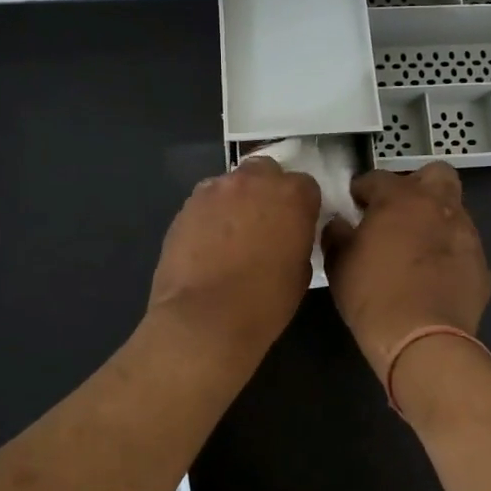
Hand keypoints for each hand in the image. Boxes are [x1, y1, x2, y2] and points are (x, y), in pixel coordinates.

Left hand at [147, 158, 321, 361]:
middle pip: (265, 172)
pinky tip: (208, 245)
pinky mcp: (185, 206)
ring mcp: (215, 190)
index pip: (305, 186)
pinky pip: (205, 202)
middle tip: (265, 224)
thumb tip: (288, 236)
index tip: (297, 227)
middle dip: (267, 192)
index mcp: (292, 195)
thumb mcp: (300, 272)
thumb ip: (298, 240)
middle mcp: (253, 181)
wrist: (204, 318)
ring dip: (236, 201)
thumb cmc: (264, 302)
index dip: (302, 207)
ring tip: (232, 236)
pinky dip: (211, 216)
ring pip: (231, 184)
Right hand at [322, 163, 490, 383]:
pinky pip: (463, 246)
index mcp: (401, 198)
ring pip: (454, 210)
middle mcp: (439, 206)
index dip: (363, 189)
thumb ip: (337, 234)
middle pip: (436, 174)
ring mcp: (466, 234)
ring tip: (416, 247)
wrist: (422, 339)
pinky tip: (434, 275)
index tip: (354, 203)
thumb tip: (340, 224)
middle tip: (397, 211)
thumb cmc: (372, 295)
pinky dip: (449, 252)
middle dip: (416, 185)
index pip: (378, 177)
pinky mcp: (481, 264)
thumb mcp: (339, 263)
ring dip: (435, 219)